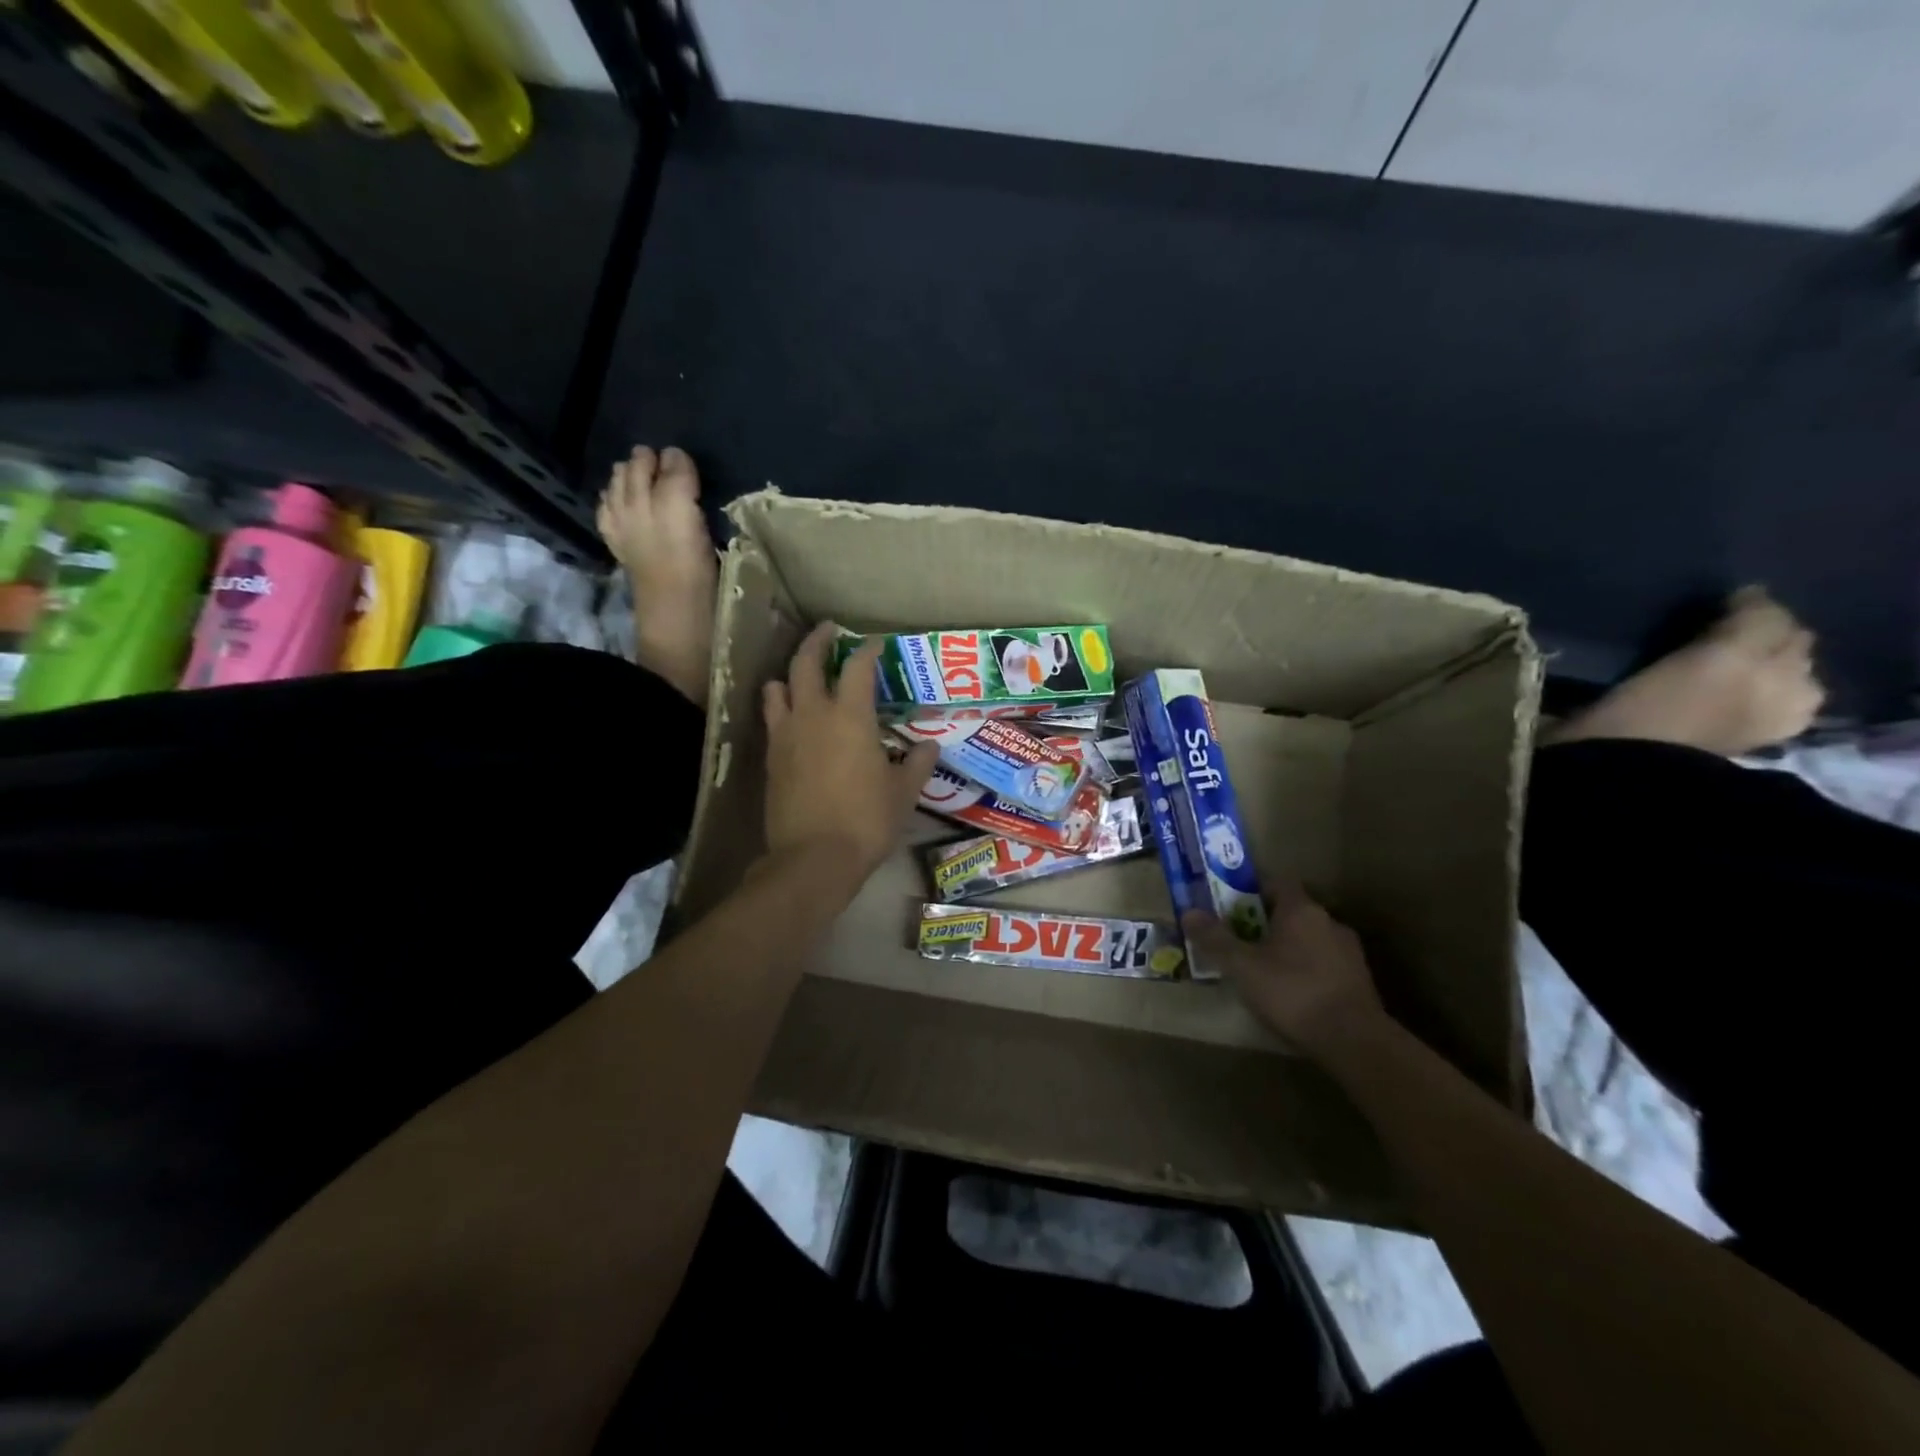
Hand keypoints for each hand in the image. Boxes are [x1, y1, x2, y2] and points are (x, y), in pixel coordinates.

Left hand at [761, 623, 938, 884]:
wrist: (813, 858)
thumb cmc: (866, 821)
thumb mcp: (903, 792)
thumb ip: (918, 763)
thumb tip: (930, 746)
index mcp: (850, 717)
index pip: (858, 667)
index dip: (868, 651)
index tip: (876, 644)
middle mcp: (813, 715)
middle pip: (806, 663)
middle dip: (817, 641)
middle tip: (827, 630)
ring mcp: (786, 735)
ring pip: (777, 688)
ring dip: (789, 675)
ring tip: (800, 676)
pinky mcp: (770, 758)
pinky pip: (771, 720)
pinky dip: (780, 708)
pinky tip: (792, 719)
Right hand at [1184, 885, 1384, 1056]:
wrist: (1354, 1041)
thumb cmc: (1292, 992)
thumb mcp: (1242, 966)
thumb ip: (1214, 938)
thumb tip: (1188, 912)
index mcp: (1301, 909)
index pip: (1276, 882)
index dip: (1251, 890)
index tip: (1230, 905)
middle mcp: (1329, 921)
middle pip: (1291, 911)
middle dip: (1265, 922)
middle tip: (1240, 939)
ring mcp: (1349, 951)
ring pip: (1309, 938)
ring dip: (1288, 947)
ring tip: (1263, 969)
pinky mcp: (1360, 980)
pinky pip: (1324, 963)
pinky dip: (1306, 969)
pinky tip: (1292, 992)